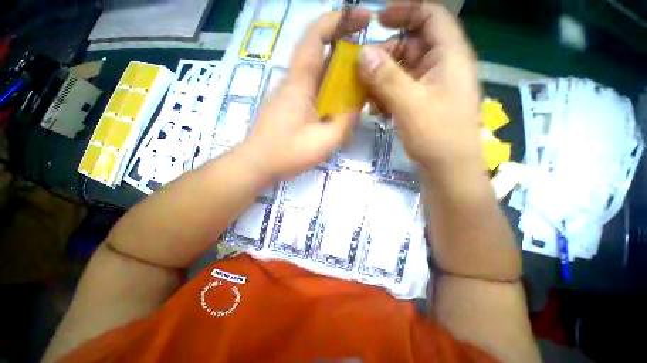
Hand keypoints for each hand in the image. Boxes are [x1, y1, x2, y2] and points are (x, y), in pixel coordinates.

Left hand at [240, 9, 370, 181]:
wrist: (256, 164)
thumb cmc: (286, 154)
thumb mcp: (323, 142)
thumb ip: (344, 122)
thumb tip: (358, 104)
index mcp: (299, 83)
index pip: (314, 37)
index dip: (338, 20)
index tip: (363, 18)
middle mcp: (294, 82)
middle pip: (319, 51)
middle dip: (345, 45)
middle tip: (370, 57)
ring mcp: (291, 94)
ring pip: (318, 71)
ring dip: (339, 69)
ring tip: (361, 81)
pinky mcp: (291, 106)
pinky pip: (314, 88)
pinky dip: (330, 88)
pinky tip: (341, 102)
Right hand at [357, 3, 482, 182]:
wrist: (448, 169)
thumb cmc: (437, 135)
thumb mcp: (410, 104)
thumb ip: (386, 77)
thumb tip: (363, 53)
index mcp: (449, 57)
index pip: (431, 16)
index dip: (406, 10)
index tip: (379, 19)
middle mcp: (442, 67)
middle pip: (411, 45)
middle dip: (385, 54)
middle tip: (361, 69)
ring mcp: (431, 88)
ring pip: (402, 71)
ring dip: (381, 79)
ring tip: (365, 94)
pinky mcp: (421, 105)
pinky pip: (401, 90)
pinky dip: (386, 95)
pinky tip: (375, 109)